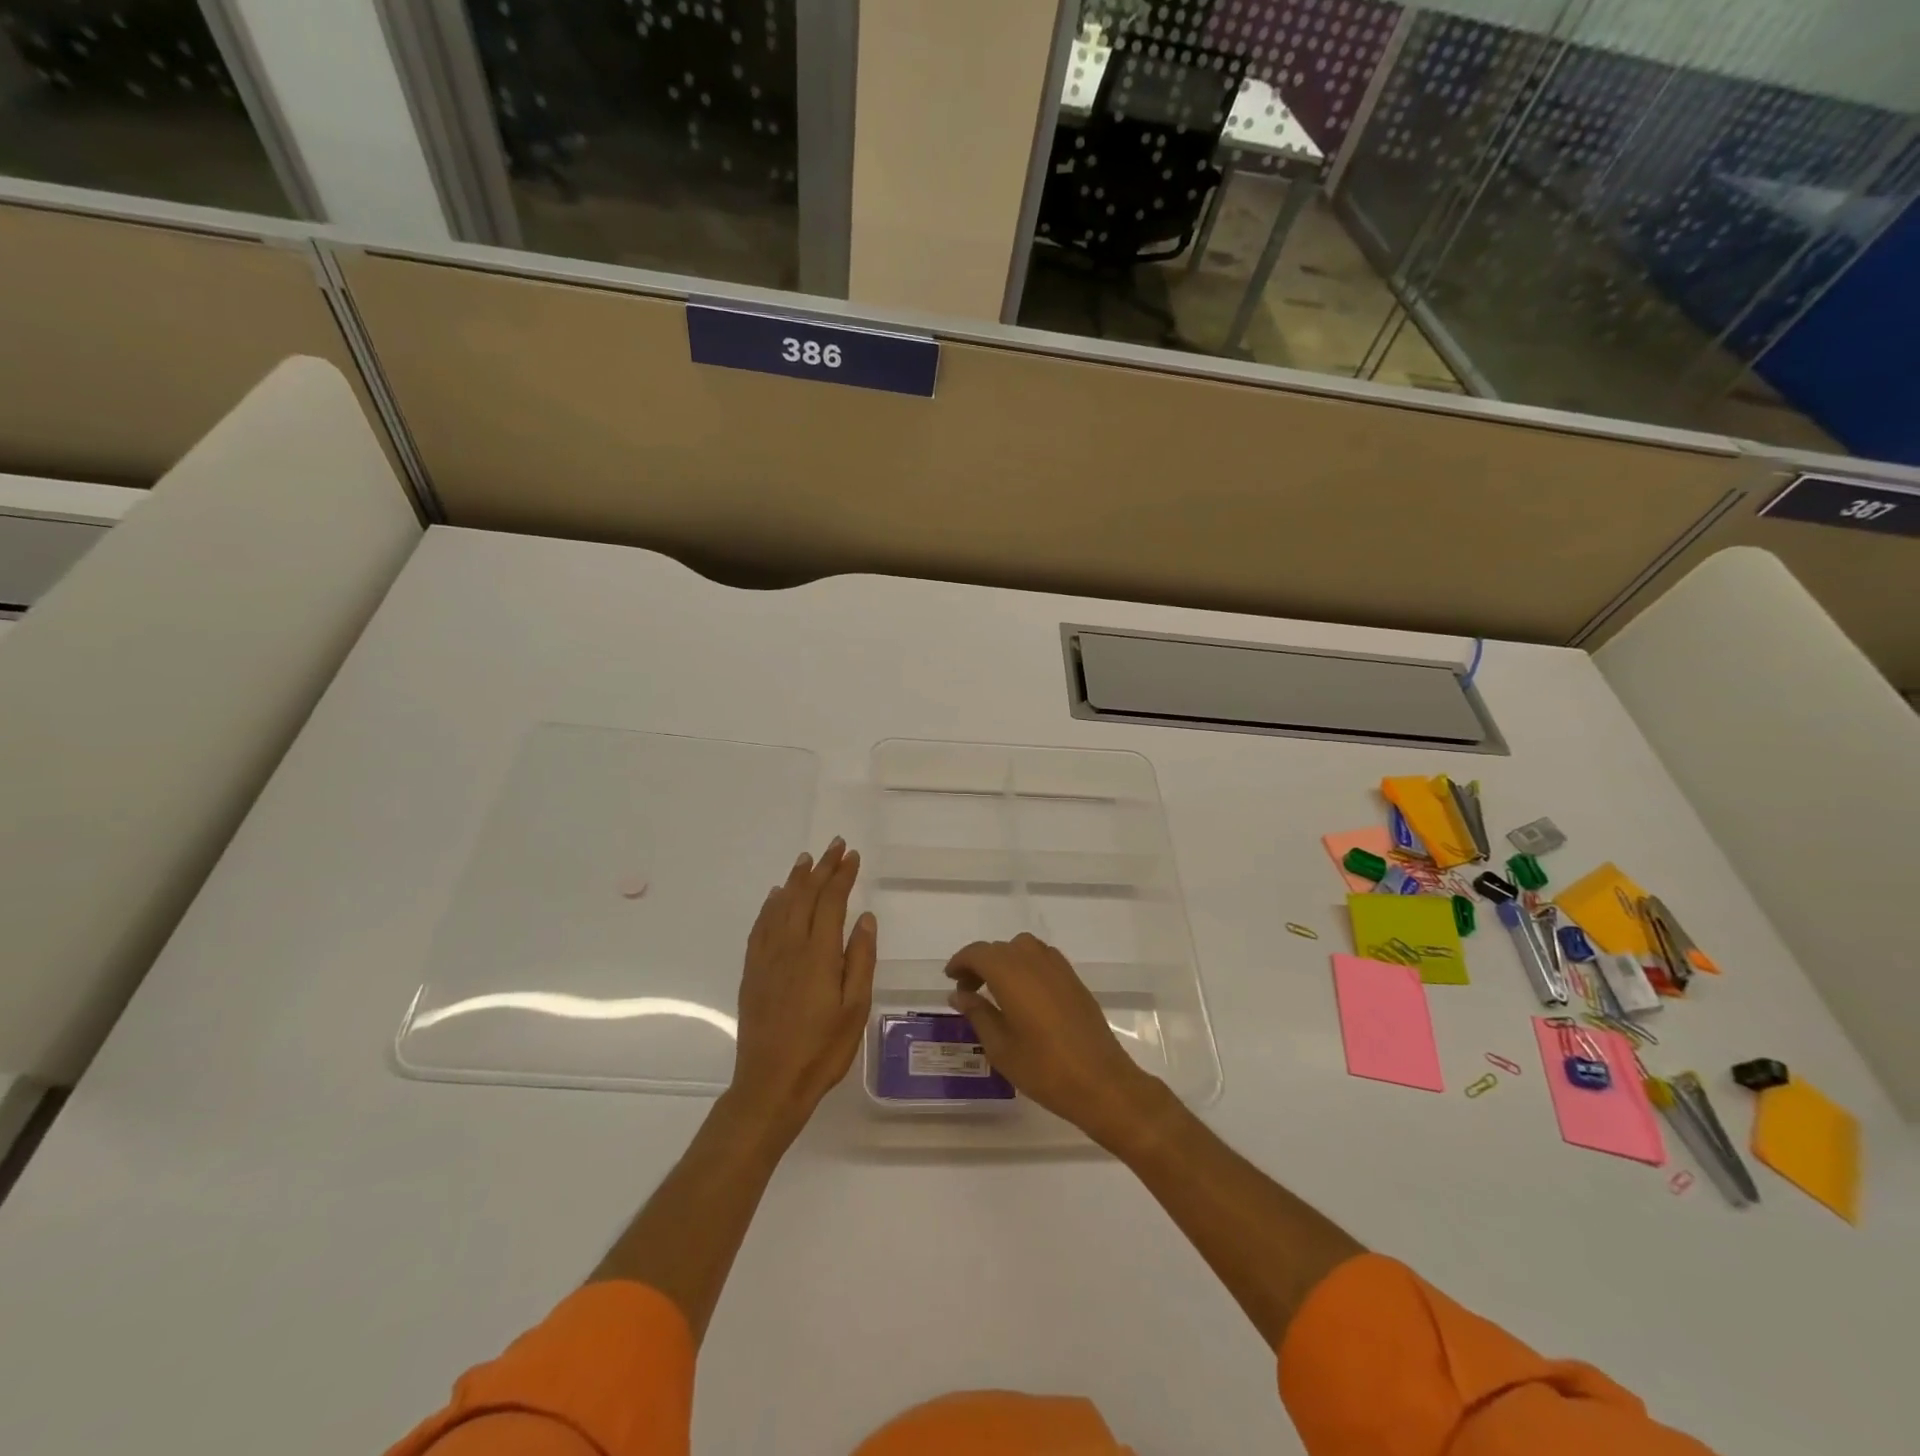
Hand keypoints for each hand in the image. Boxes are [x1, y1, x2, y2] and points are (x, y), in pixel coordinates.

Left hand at [729, 838, 875, 1136]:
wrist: (770, 1084)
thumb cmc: (822, 1049)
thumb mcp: (855, 1008)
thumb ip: (860, 959)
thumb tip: (864, 917)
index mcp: (819, 954)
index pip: (831, 901)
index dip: (842, 875)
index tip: (852, 856)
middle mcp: (790, 946)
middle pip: (805, 895)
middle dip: (822, 868)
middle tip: (834, 845)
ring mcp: (767, 957)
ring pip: (781, 905)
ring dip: (796, 879)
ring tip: (807, 860)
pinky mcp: (752, 971)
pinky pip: (760, 926)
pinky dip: (770, 905)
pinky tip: (776, 897)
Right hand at [945, 933, 1166, 1148]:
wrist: (1101, 1082)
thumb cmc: (1044, 1069)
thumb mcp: (1000, 1047)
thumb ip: (978, 1014)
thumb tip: (959, 994)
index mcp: (1011, 974)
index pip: (978, 953)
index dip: (961, 962)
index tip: (950, 979)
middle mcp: (1034, 961)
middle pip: (1000, 948)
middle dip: (980, 964)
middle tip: (969, 993)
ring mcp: (1058, 968)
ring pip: (1023, 948)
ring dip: (1005, 961)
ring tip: (997, 991)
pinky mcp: (1074, 980)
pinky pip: (1043, 958)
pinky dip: (1027, 966)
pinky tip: (1025, 996)